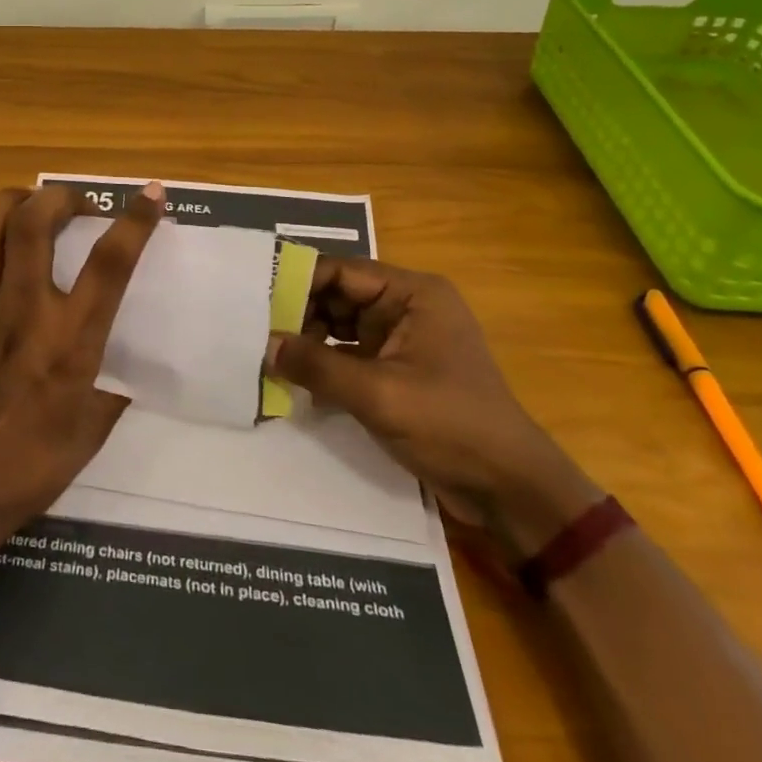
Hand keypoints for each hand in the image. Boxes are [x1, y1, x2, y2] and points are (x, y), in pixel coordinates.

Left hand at [0, 182, 165, 543]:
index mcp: (70, 339)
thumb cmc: (34, 468)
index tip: (150, 193)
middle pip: (34, 227)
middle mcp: (23, 312)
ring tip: (26, 201)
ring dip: (7, 204)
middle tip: (74, 203)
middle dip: (57, 198)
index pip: (110, 264)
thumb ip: (110, 388)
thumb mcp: (93, 428)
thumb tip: (121, 370)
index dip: (135, 222)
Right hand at [267, 258, 600, 556]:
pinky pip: (348, 355)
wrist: (509, 489)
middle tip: (252, 332)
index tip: (253, 298)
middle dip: (297, 315)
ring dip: (306, 342)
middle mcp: (406, 306)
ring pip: (339, 326)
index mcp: (413, 294)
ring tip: (264, 355)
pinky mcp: (396, 369)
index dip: (297, 281)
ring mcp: (401, 339)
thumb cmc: (451, 426)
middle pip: (337, 297)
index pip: (341, 272)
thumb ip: (317, 366)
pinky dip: (322, 365)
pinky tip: (291, 380)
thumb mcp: (379, 394)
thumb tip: (263, 345)